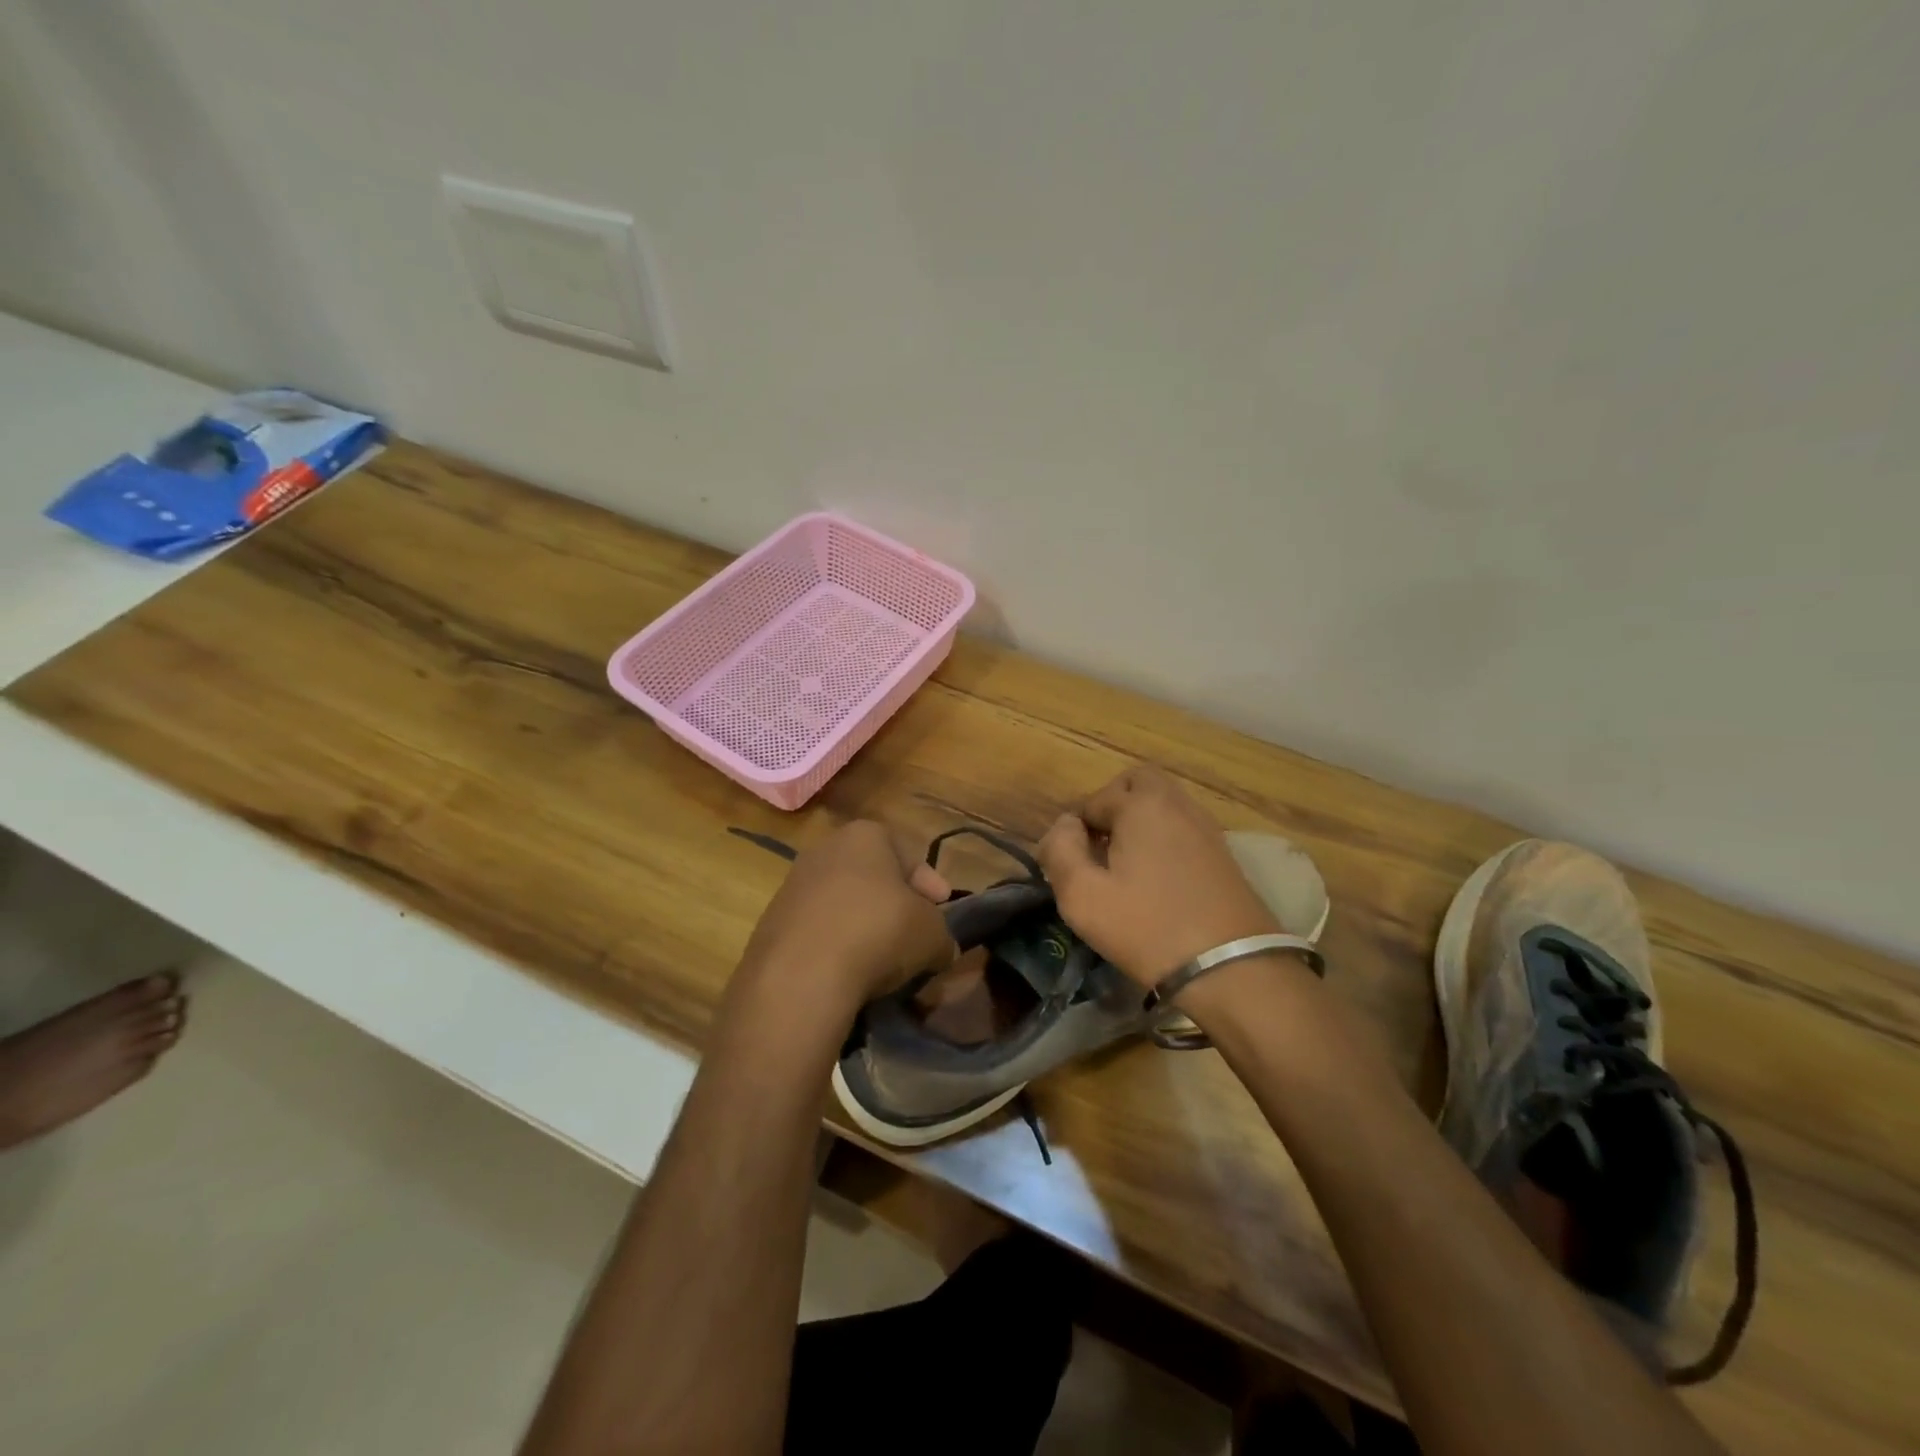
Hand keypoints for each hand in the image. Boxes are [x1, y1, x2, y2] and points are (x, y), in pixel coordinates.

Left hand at [734, 821, 955, 1022]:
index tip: (942, 909)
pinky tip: (849, 975)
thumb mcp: (932, 934)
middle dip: (895, 905)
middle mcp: (825, 850)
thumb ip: (942, 935)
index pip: (908, 855)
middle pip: (873, 878)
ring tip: (883, 963)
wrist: (800, 976)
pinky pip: (818, 933)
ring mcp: (793, 886)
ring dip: (864, 928)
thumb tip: (940, 948)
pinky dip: (836, 948)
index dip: (930, 885)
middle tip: (914, 935)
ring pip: (843, 905)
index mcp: (865, 835)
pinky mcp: (771, 924)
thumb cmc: (878, 932)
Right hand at [1038, 765, 1281, 986]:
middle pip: (1137, 783)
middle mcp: (1177, 804)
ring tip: (1125, 867)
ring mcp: (1206, 827)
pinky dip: (1164, 838)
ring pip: (1164, 803)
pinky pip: (1184, 827)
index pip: (1094, 800)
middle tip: (1099, 847)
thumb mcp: (1083, 896)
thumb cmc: (1147, 928)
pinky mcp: (1223, 853)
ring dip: (1139, 822)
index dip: (1074, 829)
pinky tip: (1157, 879)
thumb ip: (1061, 851)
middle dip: (1112, 806)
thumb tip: (1063, 825)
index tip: (1070, 864)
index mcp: (1141, 805)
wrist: (1231, 967)